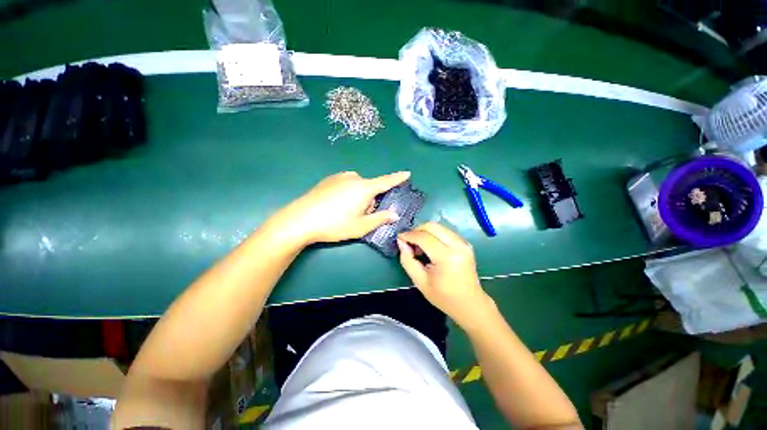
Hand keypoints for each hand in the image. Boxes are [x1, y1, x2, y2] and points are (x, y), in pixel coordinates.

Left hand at [276, 171, 410, 243]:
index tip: (407, 173)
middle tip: (360, 216)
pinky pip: (346, 184)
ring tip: (345, 212)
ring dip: (358, 197)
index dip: (397, 178)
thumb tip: (394, 214)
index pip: (386, 181)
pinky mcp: (328, 180)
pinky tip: (335, 205)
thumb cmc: (335, 224)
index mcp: (364, 188)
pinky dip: (347, 193)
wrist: (300, 219)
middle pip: (370, 188)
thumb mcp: (361, 226)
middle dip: (370, 200)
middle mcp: (354, 178)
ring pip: (357, 187)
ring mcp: (339, 177)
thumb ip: (380, 219)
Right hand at [398, 222, 493, 328]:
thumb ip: (407, 260)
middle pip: (432, 226)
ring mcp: (463, 243)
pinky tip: (429, 246)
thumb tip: (401, 242)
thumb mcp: (420, 281)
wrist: (470, 304)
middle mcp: (458, 245)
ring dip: (425, 231)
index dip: (409, 235)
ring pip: (439, 226)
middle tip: (408, 241)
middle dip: (417, 230)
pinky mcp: (465, 243)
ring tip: (418, 245)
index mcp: (447, 258)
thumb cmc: (443, 297)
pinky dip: (434, 234)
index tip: (399, 237)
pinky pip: (445, 231)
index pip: (424, 237)